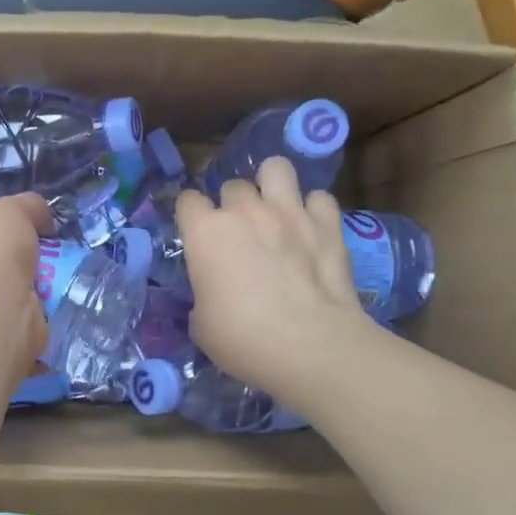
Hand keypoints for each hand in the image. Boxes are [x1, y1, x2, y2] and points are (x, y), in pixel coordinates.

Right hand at [174, 157, 375, 404]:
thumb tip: (213, 296)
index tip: (197, 234)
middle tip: (241, 232)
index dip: (191, 216)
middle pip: (232, 186)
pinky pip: (319, 198)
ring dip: (273, 185)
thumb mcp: (202, 324)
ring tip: (276, 208)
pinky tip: (313, 228)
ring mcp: (289, 211)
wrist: (309, 346)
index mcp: (205, 233)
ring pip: (276, 168)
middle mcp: (244, 211)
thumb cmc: (243, 339)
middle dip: (233, 205)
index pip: (187, 201)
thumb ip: (203, 296)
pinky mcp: (327, 222)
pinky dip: (314, 210)